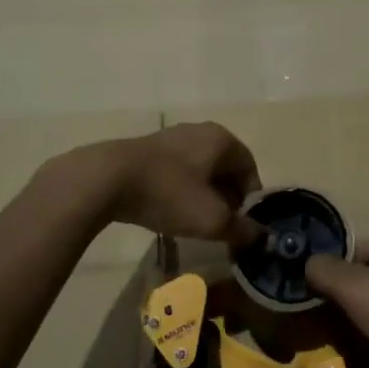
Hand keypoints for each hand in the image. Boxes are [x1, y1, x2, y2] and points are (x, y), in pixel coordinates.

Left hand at [74, 122, 263, 244]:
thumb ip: (242, 229)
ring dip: (203, 197)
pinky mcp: (149, 149)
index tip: (242, 227)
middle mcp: (201, 131)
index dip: (250, 201)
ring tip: (193, 223)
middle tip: (220, 228)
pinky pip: (177, 171)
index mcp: (222, 139)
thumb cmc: (169, 194)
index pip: (250, 170)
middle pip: (225, 169)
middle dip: (227, 200)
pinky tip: (168, 211)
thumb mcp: (211, 220)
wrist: (107, 179)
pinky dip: (180, 191)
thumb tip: (261, 236)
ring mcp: (172, 137)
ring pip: (200, 171)